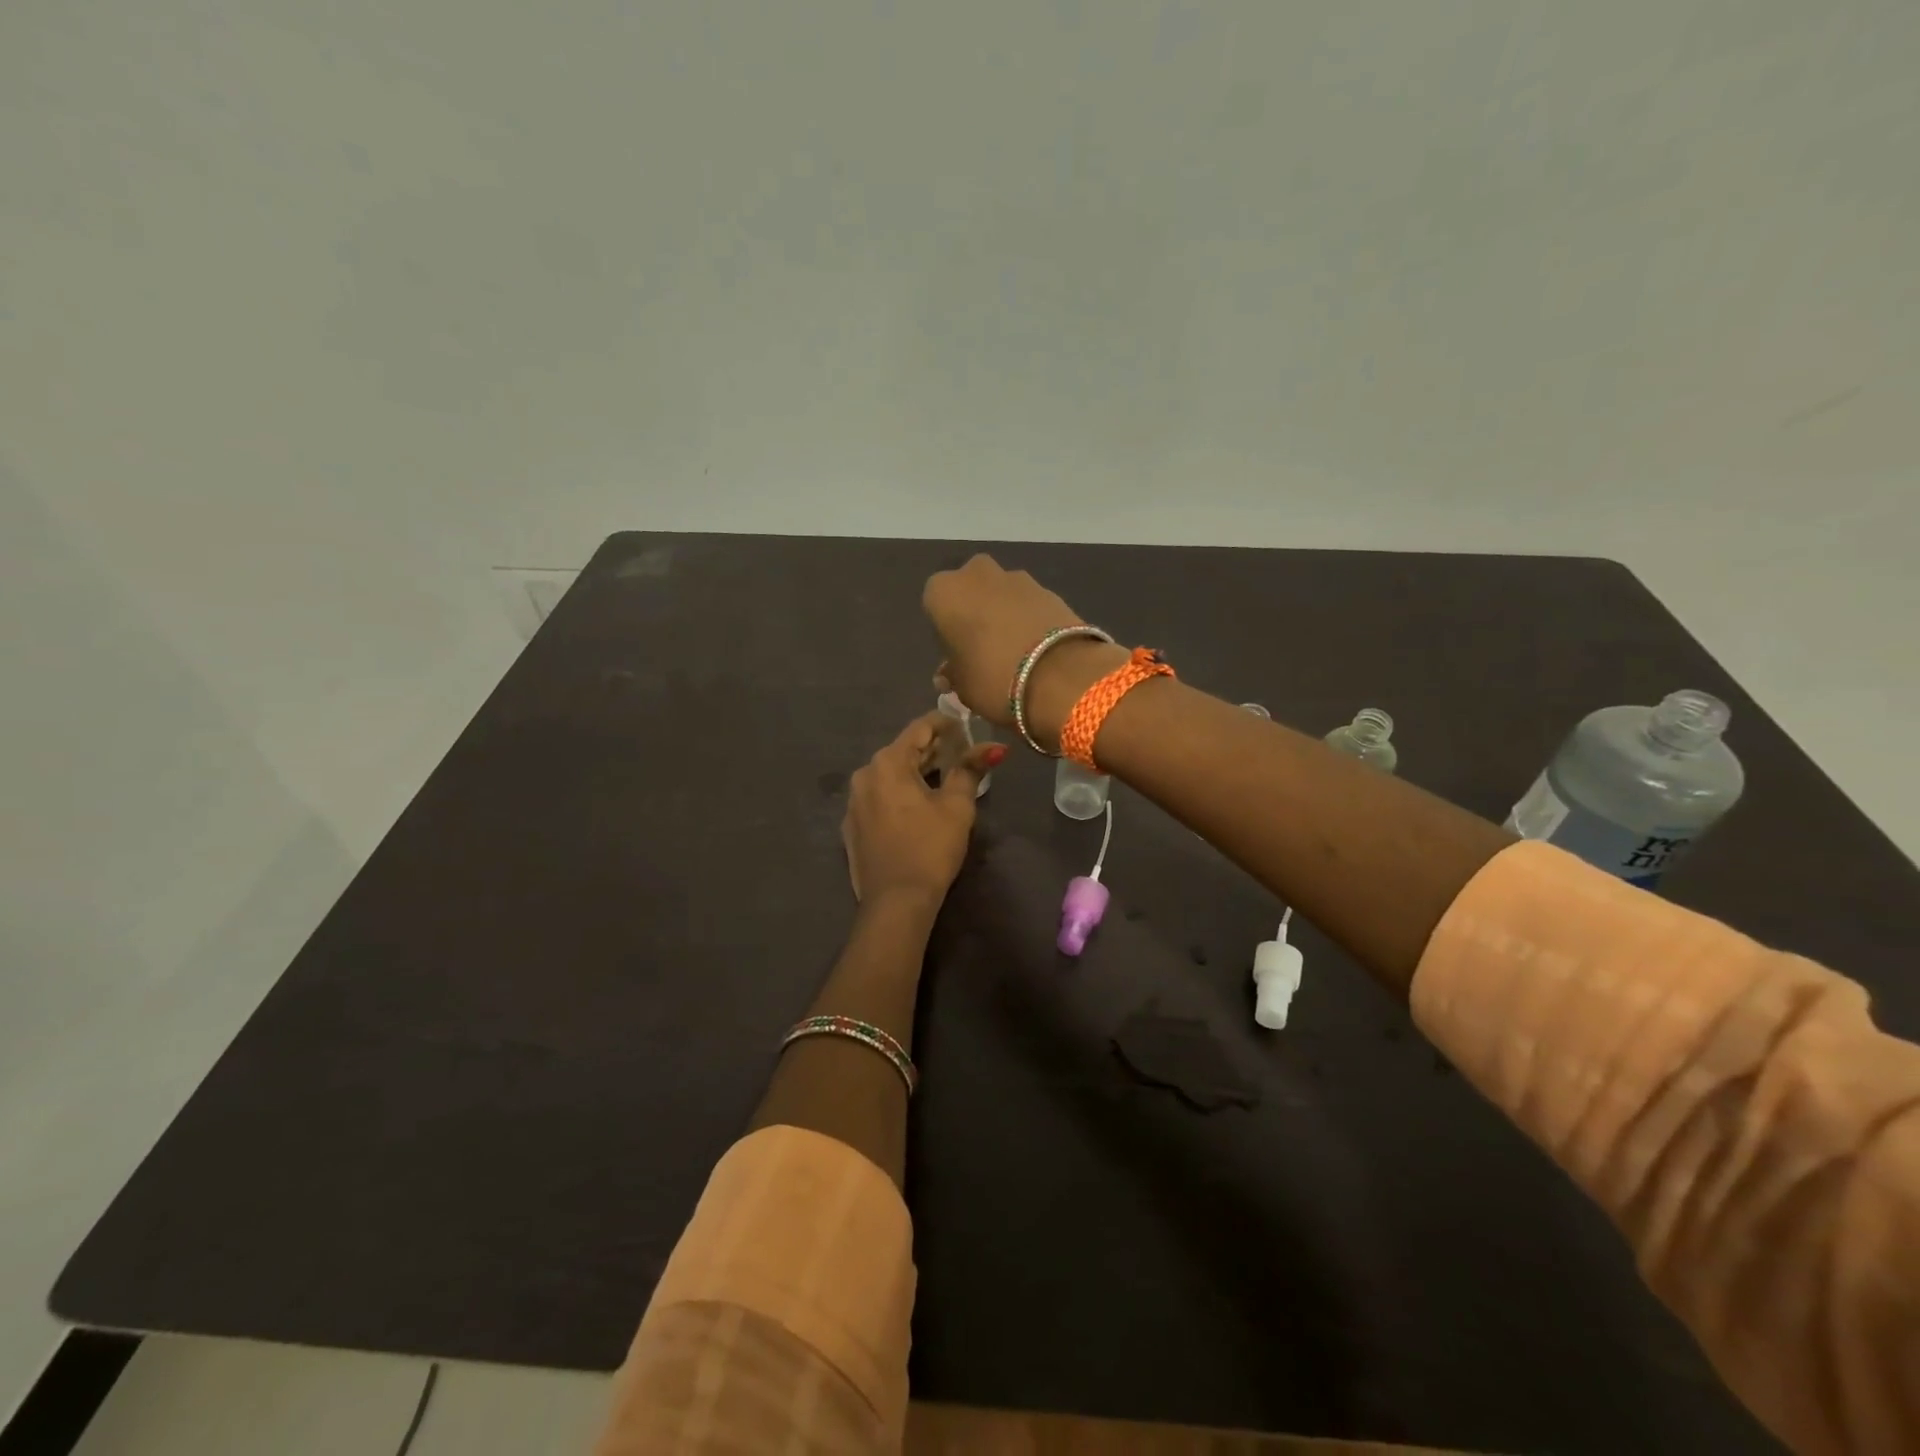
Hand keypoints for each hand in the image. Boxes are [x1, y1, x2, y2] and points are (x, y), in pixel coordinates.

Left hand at [843, 712, 1005, 903]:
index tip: (966, 725)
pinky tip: (917, 807)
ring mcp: (854, 802)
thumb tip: (994, 746)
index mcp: (888, 763)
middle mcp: (864, 775)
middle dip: (932, 749)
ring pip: (890, 775)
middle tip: (961, 752)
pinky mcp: (852, 827)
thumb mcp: (956, 806)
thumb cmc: (930, 848)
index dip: (945, 723)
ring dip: (916, 772)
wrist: (895, 902)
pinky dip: (899, 794)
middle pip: (903, 751)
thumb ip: (970, 770)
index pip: (919, 728)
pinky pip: (879, 797)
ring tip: (943, 778)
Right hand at [923, 555, 1125, 747]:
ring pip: (1002, 595)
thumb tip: (952, 671)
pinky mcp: (1050, 590)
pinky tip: (1037, 650)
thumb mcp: (961, 686)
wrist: (1060, 676)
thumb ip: (953, 672)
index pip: (936, 606)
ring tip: (1016, 652)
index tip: (958, 655)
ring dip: (1005, 615)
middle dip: (977, 613)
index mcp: (944, 592)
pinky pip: (1030, 605)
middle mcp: (977, 574)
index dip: (947, 632)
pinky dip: (1030, 620)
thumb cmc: (993, 679)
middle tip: (985, 649)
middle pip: (971, 591)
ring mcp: (1018, 578)